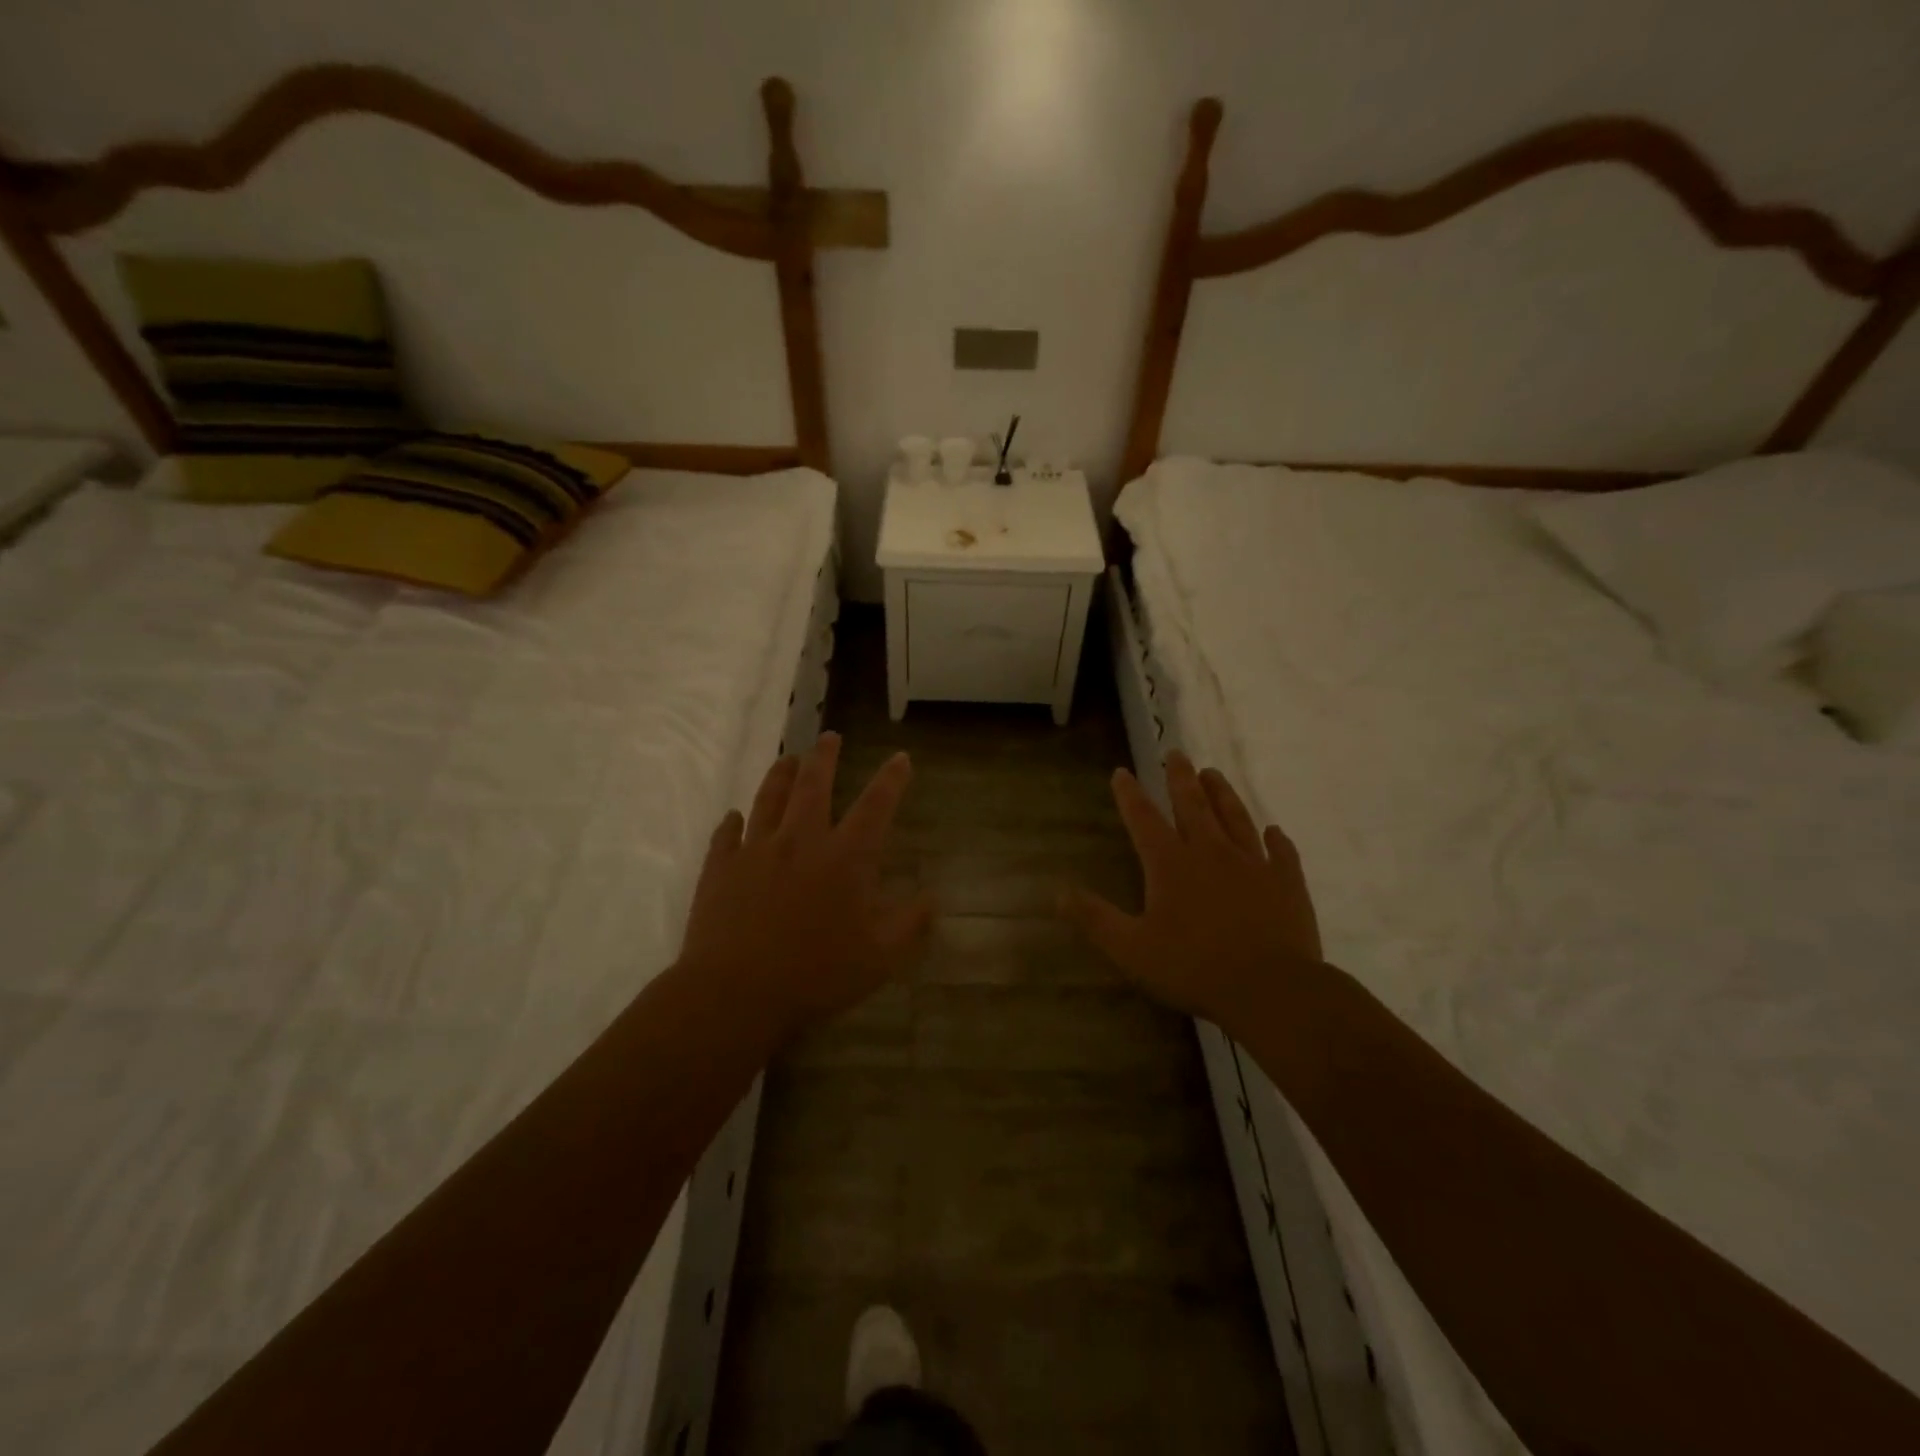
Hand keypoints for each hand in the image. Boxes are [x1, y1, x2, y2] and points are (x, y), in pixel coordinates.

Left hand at [679, 732, 933, 1041]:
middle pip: (814, 785)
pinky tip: (734, 816)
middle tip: (829, 736)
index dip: (892, 779)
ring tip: (788, 759)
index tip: (901, 758)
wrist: (735, 993)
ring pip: (769, 799)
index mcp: (845, 858)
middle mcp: (801, 840)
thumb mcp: (879, 957)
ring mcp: (756, 851)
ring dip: (780, 775)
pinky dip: (732, 822)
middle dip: (825, 757)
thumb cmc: (816, 974)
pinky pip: (726, 835)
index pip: (876, 806)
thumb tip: (933, 897)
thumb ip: (909, 923)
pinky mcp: (720, 869)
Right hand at [1059, 751, 1322, 1024]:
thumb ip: (1095, 919)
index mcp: (1171, 864)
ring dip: (1223, 794)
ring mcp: (1254, 864)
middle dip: (1181, 778)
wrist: (1271, 989)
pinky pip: (1281, 853)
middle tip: (1176, 753)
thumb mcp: (1131, 949)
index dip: (1129, 794)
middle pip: (1193, 805)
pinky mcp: (1287, 882)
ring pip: (1236, 818)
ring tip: (1214, 774)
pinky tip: (1275, 831)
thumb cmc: (1194, 968)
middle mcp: (1211, 852)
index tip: (1122, 772)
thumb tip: (1058, 893)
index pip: (1144, 819)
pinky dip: (1277, 839)